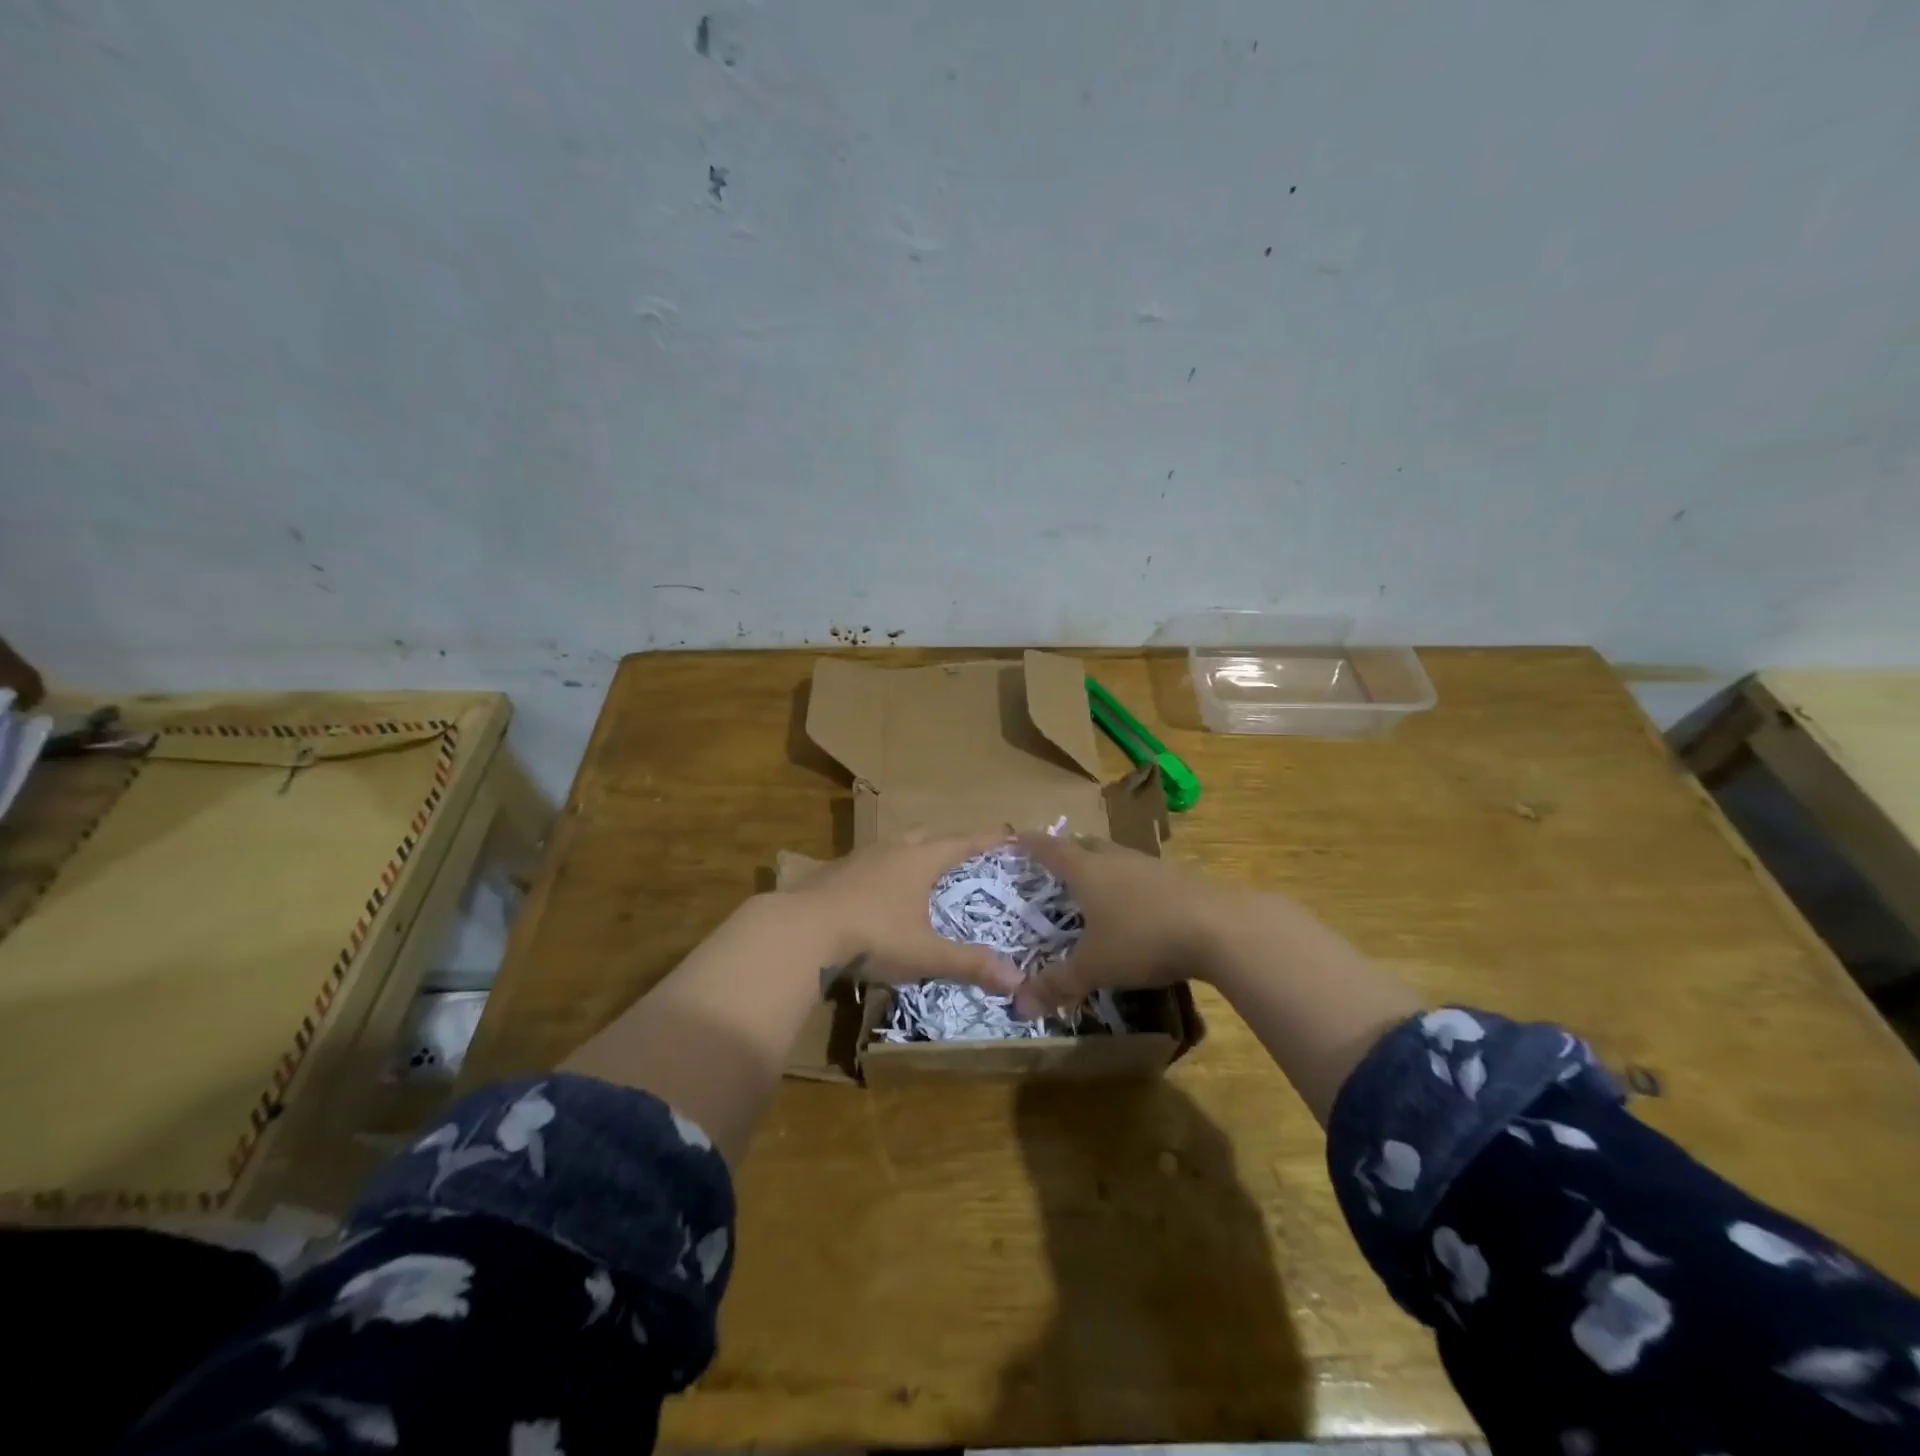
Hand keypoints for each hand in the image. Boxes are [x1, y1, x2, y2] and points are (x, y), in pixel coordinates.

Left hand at [784, 830, 1023, 995]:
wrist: (801, 931)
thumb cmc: (873, 936)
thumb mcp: (926, 955)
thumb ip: (970, 964)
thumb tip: (1018, 981)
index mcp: (919, 860)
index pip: (962, 843)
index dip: (986, 839)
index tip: (1007, 833)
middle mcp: (891, 849)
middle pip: (925, 835)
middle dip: (945, 843)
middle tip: (960, 857)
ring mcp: (858, 857)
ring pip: (892, 845)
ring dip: (909, 853)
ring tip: (918, 873)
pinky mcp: (831, 872)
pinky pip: (866, 862)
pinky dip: (880, 871)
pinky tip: (875, 894)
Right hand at [1010, 832, 1231, 1019]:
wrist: (1220, 927)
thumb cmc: (1143, 938)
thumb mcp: (1095, 966)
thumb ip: (1058, 983)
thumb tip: (1018, 1006)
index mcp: (1087, 871)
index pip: (1051, 849)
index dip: (1031, 844)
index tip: (1016, 838)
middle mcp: (1116, 859)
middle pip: (1086, 844)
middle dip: (1068, 849)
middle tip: (1056, 860)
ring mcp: (1152, 866)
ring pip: (1118, 856)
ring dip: (1102, 865)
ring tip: (1095, 882)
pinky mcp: (1181, 879)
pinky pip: (1144, 873)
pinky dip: (1131, 883)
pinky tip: (1138, 905)